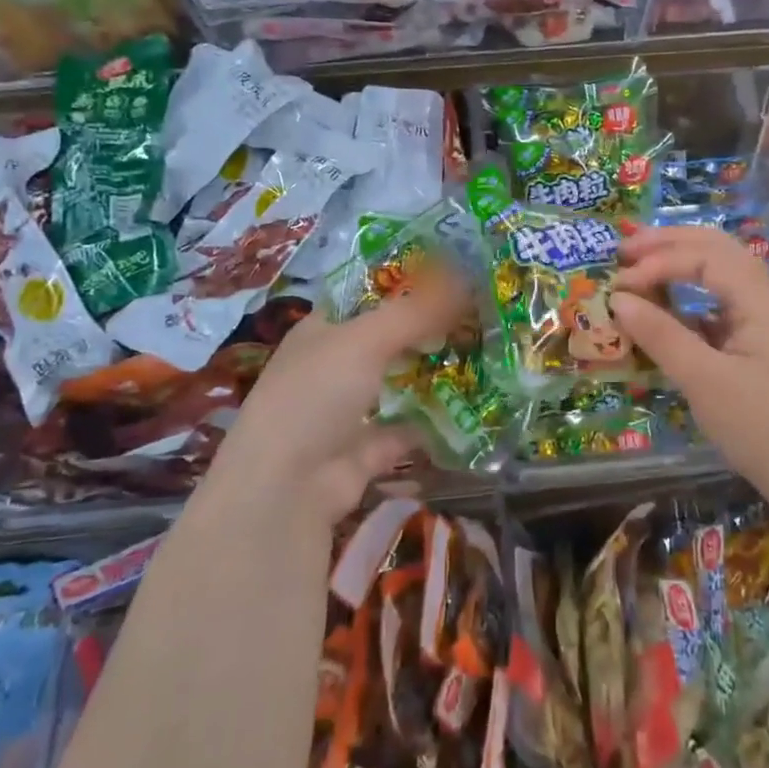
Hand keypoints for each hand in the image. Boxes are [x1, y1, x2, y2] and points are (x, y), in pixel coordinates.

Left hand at [209, 272, 468, 526]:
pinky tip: (471, 409)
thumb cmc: (315, 396)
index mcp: (322, 331)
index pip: (366, 296)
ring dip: (433, 374)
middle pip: (388, 339)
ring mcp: (347, 412)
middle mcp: (332, 367)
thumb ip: (415, 311)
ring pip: (398, 384)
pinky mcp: (365, 452)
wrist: (285, 491)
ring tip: (483, 355)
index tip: (453, 276)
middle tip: (479, 315)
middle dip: (429, 329)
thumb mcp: (365, 340)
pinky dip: (433, 424)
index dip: (405, 283)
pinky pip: (406, 431)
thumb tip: (465, 278)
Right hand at [610, 226, 768, 485]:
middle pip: (717, 249)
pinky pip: (723, 306)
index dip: (657, 262)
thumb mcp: (705, 381)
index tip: (618, 285)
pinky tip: (667, 312)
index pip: (704, 256)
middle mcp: (768, 299)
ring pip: (721, 275)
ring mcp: (768, 322)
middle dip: (669, 244)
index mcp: (762, 300)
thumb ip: (660, 335)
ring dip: (680, 265)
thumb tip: (618, 299)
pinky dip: (690, 300)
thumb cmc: (764, 427)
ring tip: (640, 269)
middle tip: (624, 250)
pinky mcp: (763, 346)